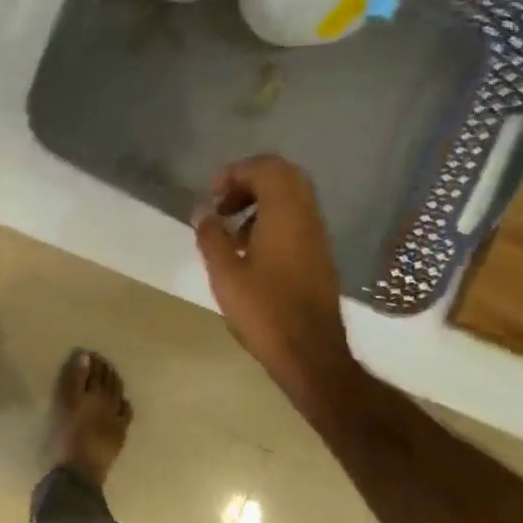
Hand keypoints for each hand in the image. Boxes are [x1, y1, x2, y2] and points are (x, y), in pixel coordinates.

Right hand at [193, 155, 358, 406]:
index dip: (235, 172)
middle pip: (283, 176)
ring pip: (292, 197)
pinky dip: (272, 220)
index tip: (211, 195)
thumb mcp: (225, 274)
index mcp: (285, 215)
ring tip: (231, 230)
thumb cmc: (264, 312)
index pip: (266, 168)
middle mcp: (307, 217)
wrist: (310, 354)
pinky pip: (297, 219)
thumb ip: (211, 236)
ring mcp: (317, 236)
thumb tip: (202, 211)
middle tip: (222, 203)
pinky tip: (250, 251)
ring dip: (260, 201)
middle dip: (249, 181)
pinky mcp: (319, 255)